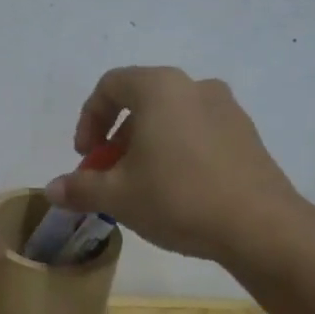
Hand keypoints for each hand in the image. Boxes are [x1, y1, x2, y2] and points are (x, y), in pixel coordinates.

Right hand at [46, 66, 314, 266]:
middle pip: (141, 102)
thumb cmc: (178, 198)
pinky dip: (177, 152)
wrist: (261, 227)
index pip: (110, 86)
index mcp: (160, 88)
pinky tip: (176, 191)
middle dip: (116, 139)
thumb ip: (80, 187)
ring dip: (146, 146)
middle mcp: (195, 86)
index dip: (88, 119)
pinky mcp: (247, 135)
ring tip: (141, 186)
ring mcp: (227, 110)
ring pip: (171, 119)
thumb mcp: (118, 196)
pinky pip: (198, 133)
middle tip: (108, 176)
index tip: (85, 156)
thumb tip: (53, 189)